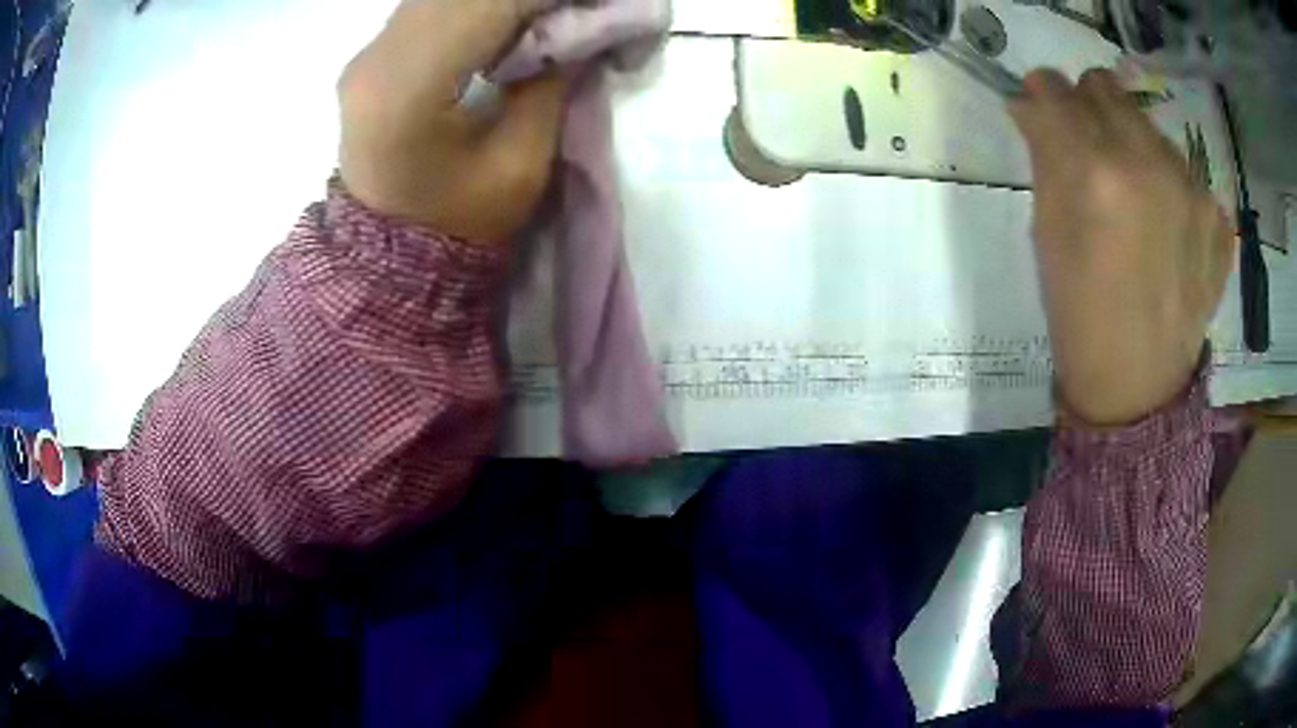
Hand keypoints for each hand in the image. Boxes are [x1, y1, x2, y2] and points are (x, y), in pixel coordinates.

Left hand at [338, 0, 565, 244]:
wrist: (390, 253)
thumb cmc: (457, 224)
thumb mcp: (520, 166)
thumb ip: (550, 83)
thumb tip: (577, 28)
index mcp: (405, 91)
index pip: (489, 5)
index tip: (598, 4)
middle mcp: (375, 59)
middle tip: (576, 11)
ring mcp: (367, 54)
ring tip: (547, 16)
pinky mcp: (372, 55)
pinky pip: (433, 6)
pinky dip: (478, 5)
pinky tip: (510, 20)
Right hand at [1010, 69, 1234, 425]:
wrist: (1138, 387)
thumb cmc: (1080, 314)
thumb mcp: (1046, 234)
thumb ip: (1044, 157)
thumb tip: (1033, 106)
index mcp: (1096, 172)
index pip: (1055, 90)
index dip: (1042, 93)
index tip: (1041, 107)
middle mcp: (1150, 164)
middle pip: (1106, 87)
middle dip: (1088, 104)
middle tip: (1088, 146)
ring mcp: (1193, 189)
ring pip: (1148, 125)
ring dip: (1133, 144)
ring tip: (1135, 199)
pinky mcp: (1217, 216)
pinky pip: (1184, 170)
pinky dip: (1169, 183)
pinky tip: (1167, 226)